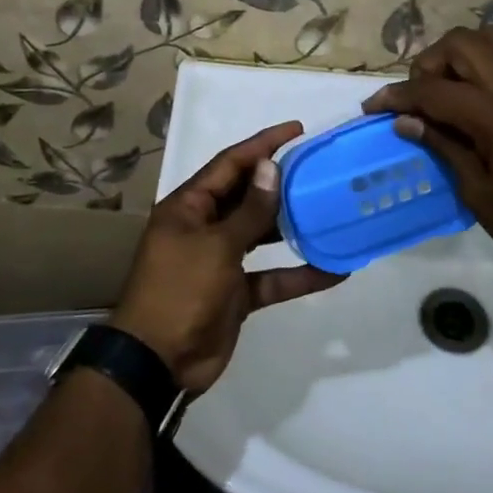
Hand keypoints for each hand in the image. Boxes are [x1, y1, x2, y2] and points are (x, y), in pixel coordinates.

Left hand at [112, 121, 343, 392]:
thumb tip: (271, 168)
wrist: (158, 362)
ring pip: (261, 235)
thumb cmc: (180, 291)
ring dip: (292, 226)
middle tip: (319, 169)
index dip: (262, 145)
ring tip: (329, 209)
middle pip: (247, 196)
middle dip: (280, 183)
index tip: (296, 130)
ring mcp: (220, 261)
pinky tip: (334, 269)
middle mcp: (204, 228)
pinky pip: (271, 277)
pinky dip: (298, 274)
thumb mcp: (216, 246)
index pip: (229, 164)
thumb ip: (249, 210)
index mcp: (189, 207)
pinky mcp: (236, 293)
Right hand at [363, 26, 492, 265]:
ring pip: (490, 37)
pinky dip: (484, 59)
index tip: (372, 107)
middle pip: (461, 44)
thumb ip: (444, 148)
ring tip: (447, 88)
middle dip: (429, 64)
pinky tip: (474, 94)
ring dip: (459, 53)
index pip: (435, 91)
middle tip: (420, 99)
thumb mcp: (479, 194)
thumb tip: (406, 121)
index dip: (398, 96)